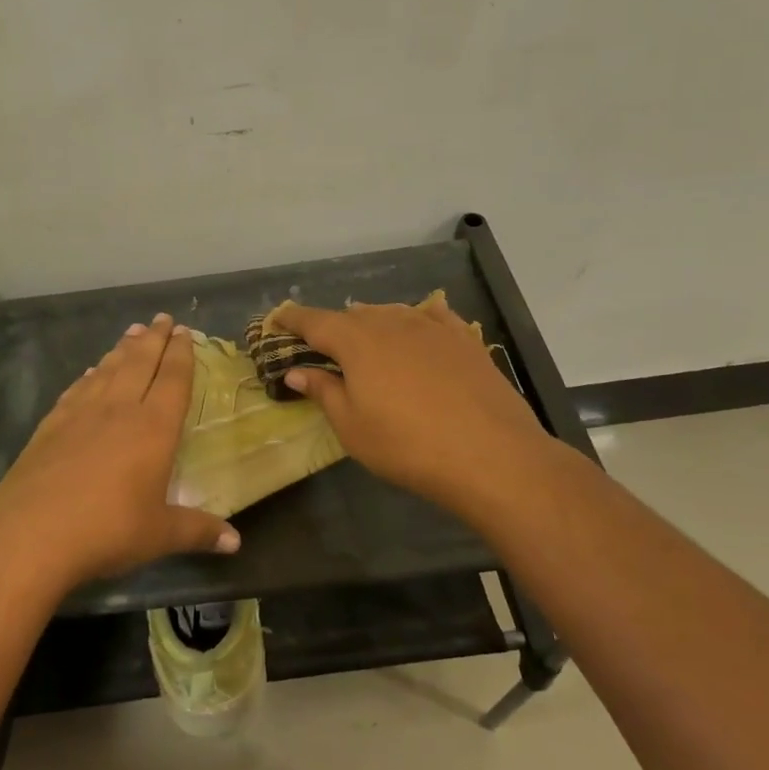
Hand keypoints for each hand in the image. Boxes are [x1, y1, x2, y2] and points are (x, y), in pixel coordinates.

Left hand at [0, 313, 238, 584]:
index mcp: (153, 428)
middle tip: (162, 318)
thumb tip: (235, 543)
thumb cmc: (107, 531)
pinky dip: (90, 375)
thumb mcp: (159, 535)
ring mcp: (80, 414)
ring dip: (122, 349)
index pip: (172, 380)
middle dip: (154, 339)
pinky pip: (78, 389)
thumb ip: (198, 531)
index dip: (181, 354)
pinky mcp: (51, 425)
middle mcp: (118, 410)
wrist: (30, 534)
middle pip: (140, 363)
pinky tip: (92, 372)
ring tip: (132, 332)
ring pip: (108, 370)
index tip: (184, 332)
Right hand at [269, 295, 557, 517]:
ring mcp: (431, 327)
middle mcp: (391, 322)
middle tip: (322, 348)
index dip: (291, 319)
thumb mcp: (352, 426)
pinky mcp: (464, 339)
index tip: (276, 319)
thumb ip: (323, 391)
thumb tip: (296, 372)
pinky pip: (431, 317)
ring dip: (371, 324)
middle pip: (352, 316)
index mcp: (356, 341)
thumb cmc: (407, 445)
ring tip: (365, 340)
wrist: (491, 455)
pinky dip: (414, 320)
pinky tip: (418, 328)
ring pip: (390, 314)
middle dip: (332, 327)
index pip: (313, 321)